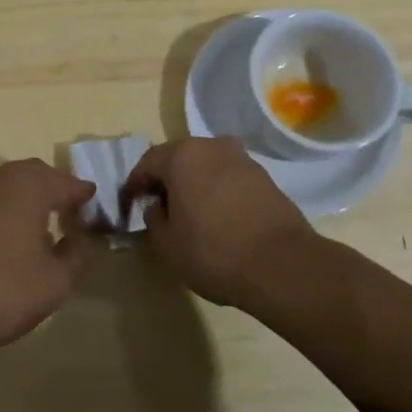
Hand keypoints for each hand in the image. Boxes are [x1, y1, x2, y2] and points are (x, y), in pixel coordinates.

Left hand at [0, 159, 97, 362]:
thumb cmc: (2, 291)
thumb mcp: (56, 281)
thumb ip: (77, 254)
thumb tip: (80, 238)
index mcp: (27, 185)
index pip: (65, 182)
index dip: (81, 194)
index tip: (92, 204)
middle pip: (33, 175)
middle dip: (52, 189)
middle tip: (67, 211)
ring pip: (3, 184)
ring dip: (21, 197)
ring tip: (34, 223)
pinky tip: (0, 236)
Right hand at [124, 137, 316, 307]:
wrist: (282, 265)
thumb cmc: (214, 252)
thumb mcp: (168, 244)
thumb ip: (154, 219)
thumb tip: (158, 206)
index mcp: (182, 156)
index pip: (147, 163)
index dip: (135, 184)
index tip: (130, 204)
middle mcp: (211, 146)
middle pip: (178, 158)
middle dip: (165, 179)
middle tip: (158, 206)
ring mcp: (241, 158)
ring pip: (206, 165)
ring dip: (193, 183)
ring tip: (190, 212)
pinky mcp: (264, 176)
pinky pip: (228, 177)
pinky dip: (217, 190)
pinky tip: (217, 216)